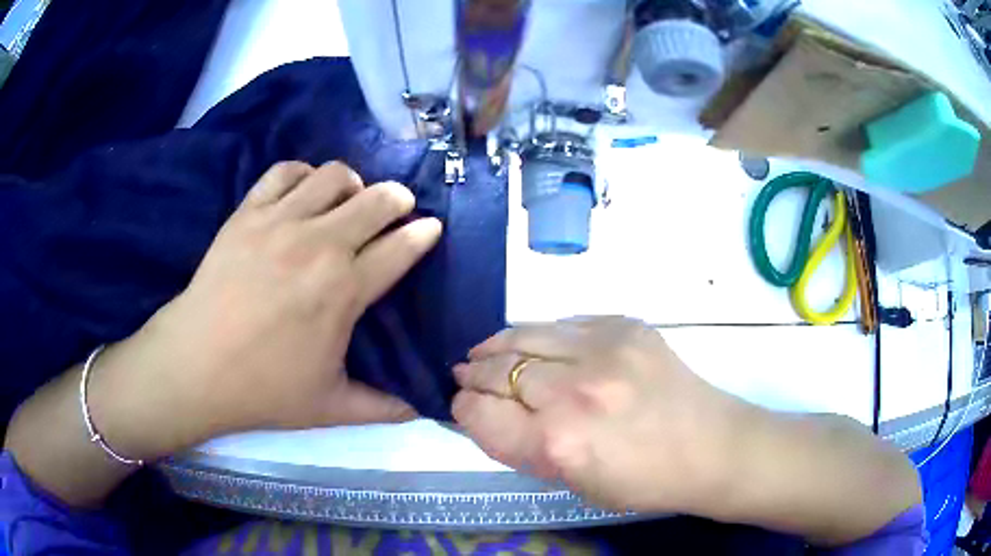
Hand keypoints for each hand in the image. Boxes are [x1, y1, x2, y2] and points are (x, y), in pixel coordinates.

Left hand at [90, 161, 441, 459]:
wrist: (196, 365)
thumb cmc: (264, 388)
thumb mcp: (331, 407)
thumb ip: (383, 407)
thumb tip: (421, 411)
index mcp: (345, 291)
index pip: (401, 248)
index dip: (424, 233)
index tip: (431, 227)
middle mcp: (319, 245)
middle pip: (376, 199)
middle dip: (397, 199)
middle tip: (396, 208)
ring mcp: (280, 222)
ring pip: (334, 175)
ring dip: (352, 183)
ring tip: (347, 201)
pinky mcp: (248, 213)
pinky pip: (285, 172)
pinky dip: (302, 174)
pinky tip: (303, 193)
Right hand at [452, 317, 743, 512]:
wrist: (710, 446)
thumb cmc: (642, 481)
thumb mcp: (573, 483)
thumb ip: (525, 448)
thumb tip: (488, 412)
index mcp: (557, 445)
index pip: (482, 415)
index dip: (464, 409)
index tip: (461, 405)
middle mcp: (573, 393)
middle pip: (499, 371)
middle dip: (474, 375)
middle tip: (465, 374)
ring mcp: (603, 350)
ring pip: (526, 335)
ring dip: (497, 346)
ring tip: (484, 352)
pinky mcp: (625, 326)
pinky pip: (565, 324)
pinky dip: (541, 336)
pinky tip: (535, 343)